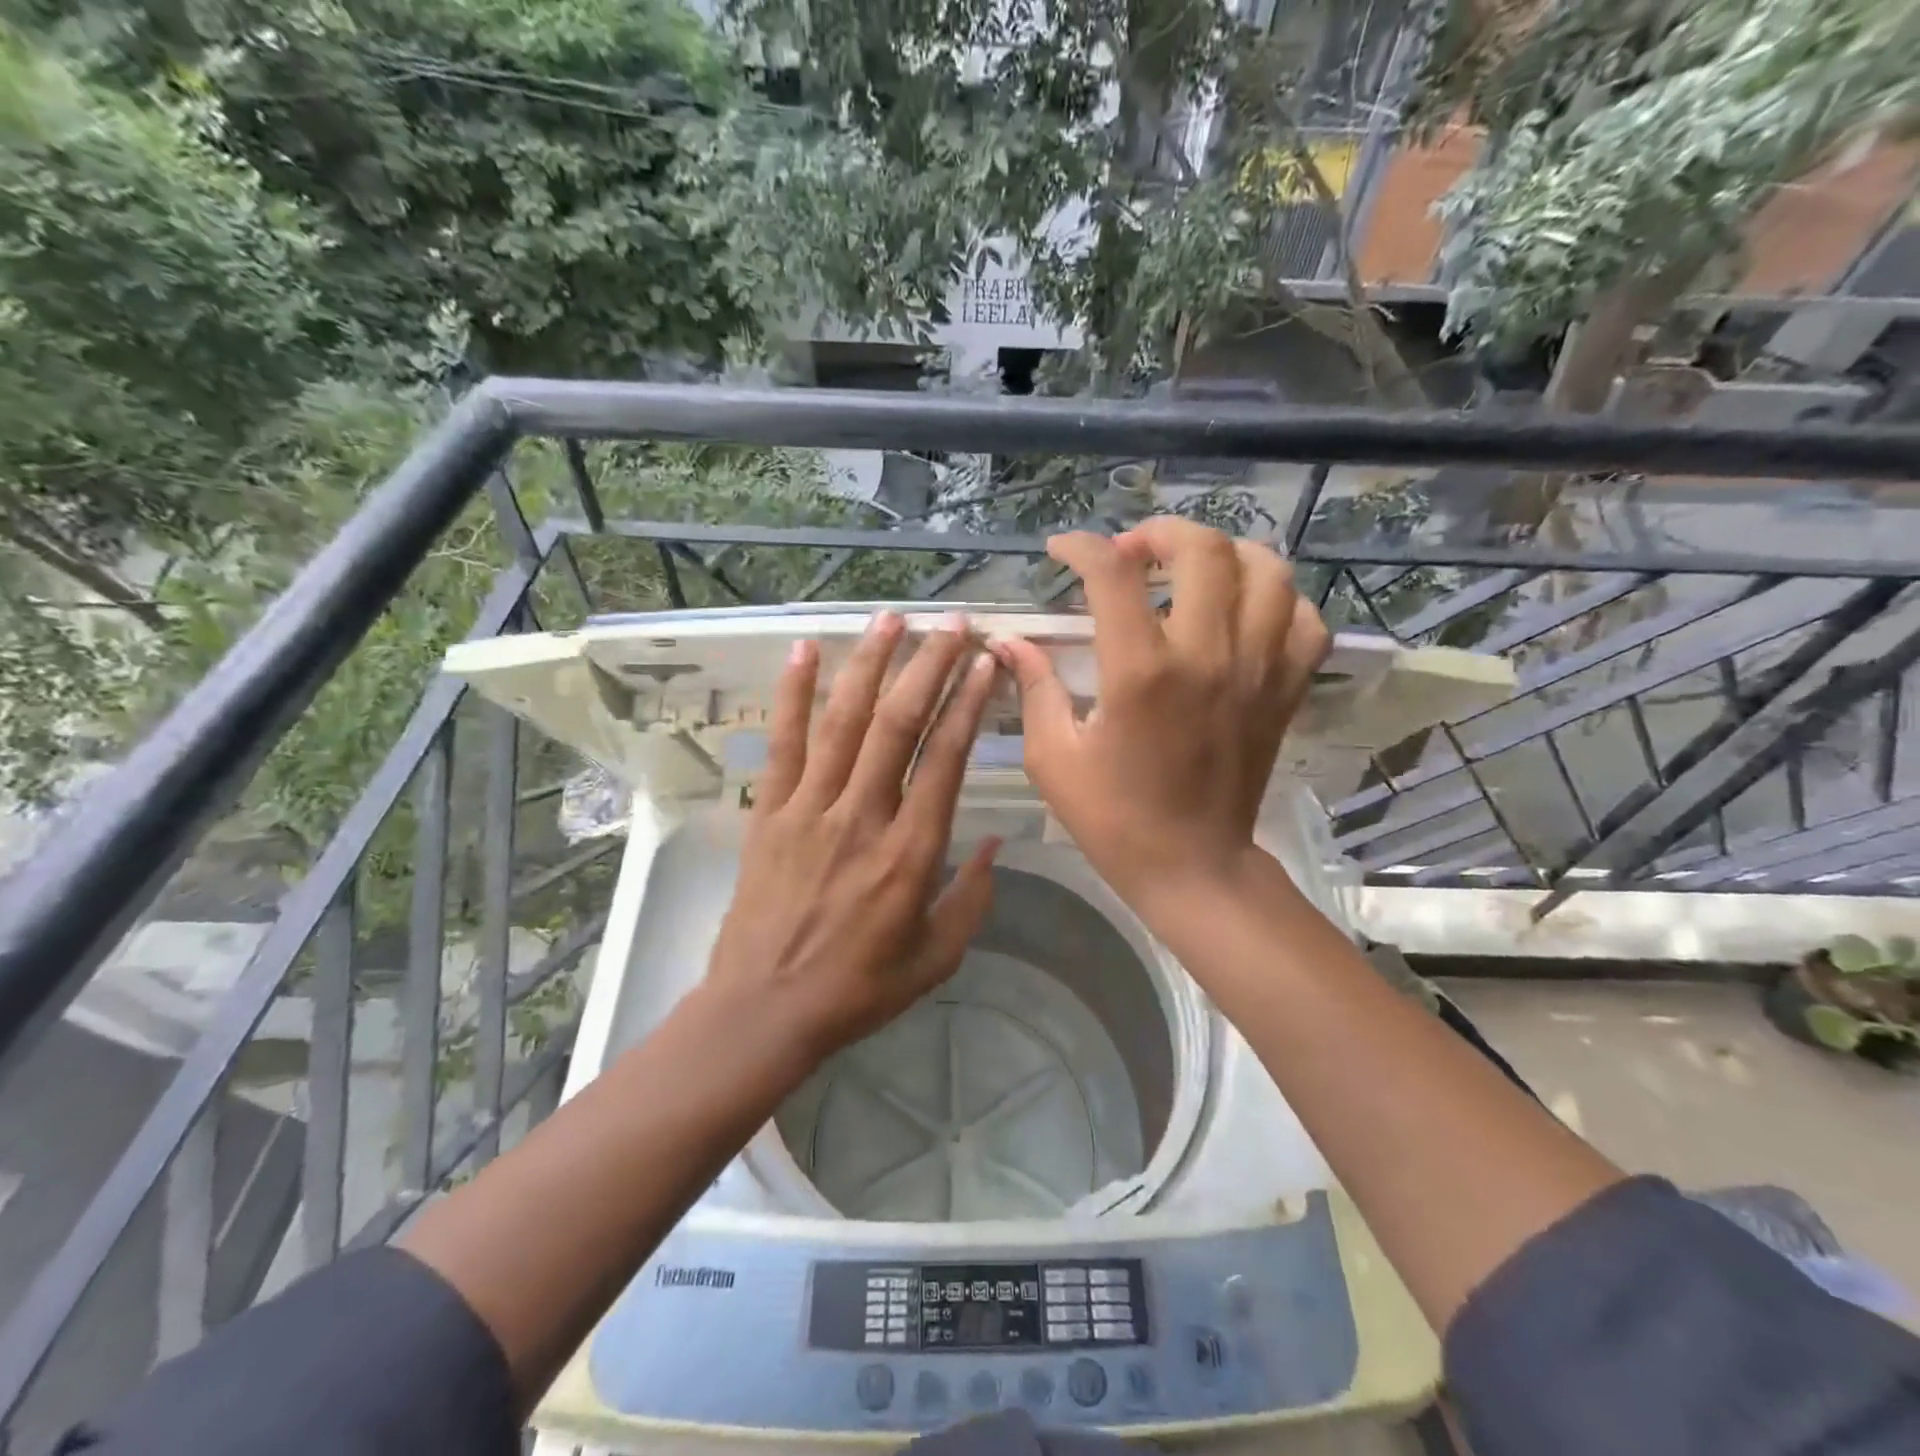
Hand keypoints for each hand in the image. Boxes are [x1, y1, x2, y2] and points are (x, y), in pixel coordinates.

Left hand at [703, 611, 1001, 1070]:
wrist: (764, 1010)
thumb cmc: (857, 989)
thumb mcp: (936, 958)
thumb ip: (973, 898)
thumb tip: (998, 843)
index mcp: (910, 853)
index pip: (945, 759)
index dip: (969, 704)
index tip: (986, 664)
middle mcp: (862, 816)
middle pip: (898, 724)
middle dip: (929, 666)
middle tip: (953, 623)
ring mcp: (809, 808)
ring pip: (844, 720)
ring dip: (870, 663)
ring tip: (891, 617)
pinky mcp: (770, 812)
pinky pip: (783, 742)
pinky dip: (792, 693)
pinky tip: (804, 650)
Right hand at [991, 517, 1328, 907]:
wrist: (1192, 865)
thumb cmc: (1113, 817)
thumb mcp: (1053, 757)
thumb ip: (1035, 687)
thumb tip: (1010, 641)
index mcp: (1140, 671)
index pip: (1113, 574)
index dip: (1081, 547)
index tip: (1061, 550)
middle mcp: (1206, 655)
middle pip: (1202, 550)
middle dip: (1159, 533)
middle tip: (1131, 553)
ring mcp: (1257, 670)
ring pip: (1267, 570)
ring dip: (1225, 553)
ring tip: (1192, 568)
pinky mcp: (1285, 690)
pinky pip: (1304, 620)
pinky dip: (1278, 599)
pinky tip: (1245, 610)